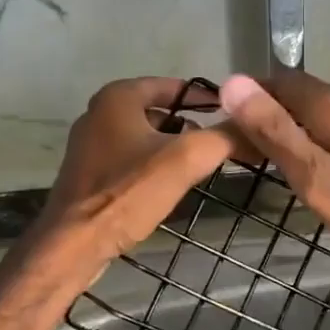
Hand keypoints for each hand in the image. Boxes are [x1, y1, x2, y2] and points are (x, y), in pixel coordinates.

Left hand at [40, 77, 234, 262]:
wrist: (73, 244)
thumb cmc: (127, 192)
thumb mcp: (186, 159)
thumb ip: (224, 137)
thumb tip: (256, 128)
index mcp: (118, 96)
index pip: (174, 85)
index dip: (206, 98)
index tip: (233, 115)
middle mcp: (99, 112)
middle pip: (160, 111)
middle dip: (191, 126)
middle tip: (220, 144)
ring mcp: (90, 144)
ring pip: (145, 137)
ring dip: (173, 148)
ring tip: (201, 166)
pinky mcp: (88, 173)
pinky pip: (131, 159)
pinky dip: (153, 166)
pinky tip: (170, 186)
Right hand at [218, 71, 329, 283]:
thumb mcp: (322, 182)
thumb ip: (278, 133)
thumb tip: (232, 83)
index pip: (276, 83)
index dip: (247, 102)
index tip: (227, 134)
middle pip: (302, 93)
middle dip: (271, 115)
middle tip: (249, 156)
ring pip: (328, 108)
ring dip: (300, 126)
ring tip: (283, 165)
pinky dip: (328, 135)